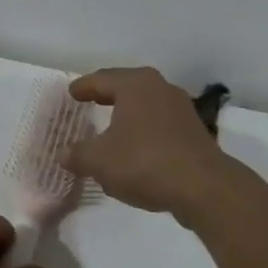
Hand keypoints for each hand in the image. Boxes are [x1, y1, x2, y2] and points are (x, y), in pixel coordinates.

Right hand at [64, 67, 228, 214]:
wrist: (204, 188)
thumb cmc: (144, 162)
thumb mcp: (99, 161)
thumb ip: (77, 155)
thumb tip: (63, 154)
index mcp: (134, 84)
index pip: (101, 79)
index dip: (83, 87)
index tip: (71, 93)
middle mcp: (159, 88)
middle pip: (126, 85)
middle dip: (107, 93)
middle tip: (90, 99)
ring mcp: (181, 108)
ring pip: (145, 103)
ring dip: (127, 112)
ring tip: (111, 123)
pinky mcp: (194, 131)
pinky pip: (159, 122)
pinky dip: (143, 128)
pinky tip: (136, 146)